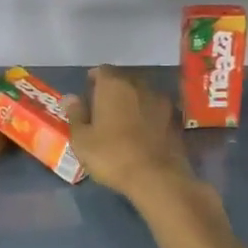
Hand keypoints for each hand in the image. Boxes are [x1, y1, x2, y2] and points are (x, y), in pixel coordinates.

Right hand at [66, 65, 195, 206]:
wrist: (157, 177)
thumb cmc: (111, 155)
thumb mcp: (82, 139)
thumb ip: (76, 114)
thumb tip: (70, 98)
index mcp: (113, 85)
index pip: (102, 70)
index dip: (93, 80)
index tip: (87, 94)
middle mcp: (139, 85)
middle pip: (124, 80)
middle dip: (113, 90)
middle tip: (103, 109)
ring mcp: (162, 101)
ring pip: (142, 94)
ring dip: (132, 102)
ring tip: (123, 121)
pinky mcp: (176, 119)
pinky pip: (156, 110)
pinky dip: (148, 115)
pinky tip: (142, 132)